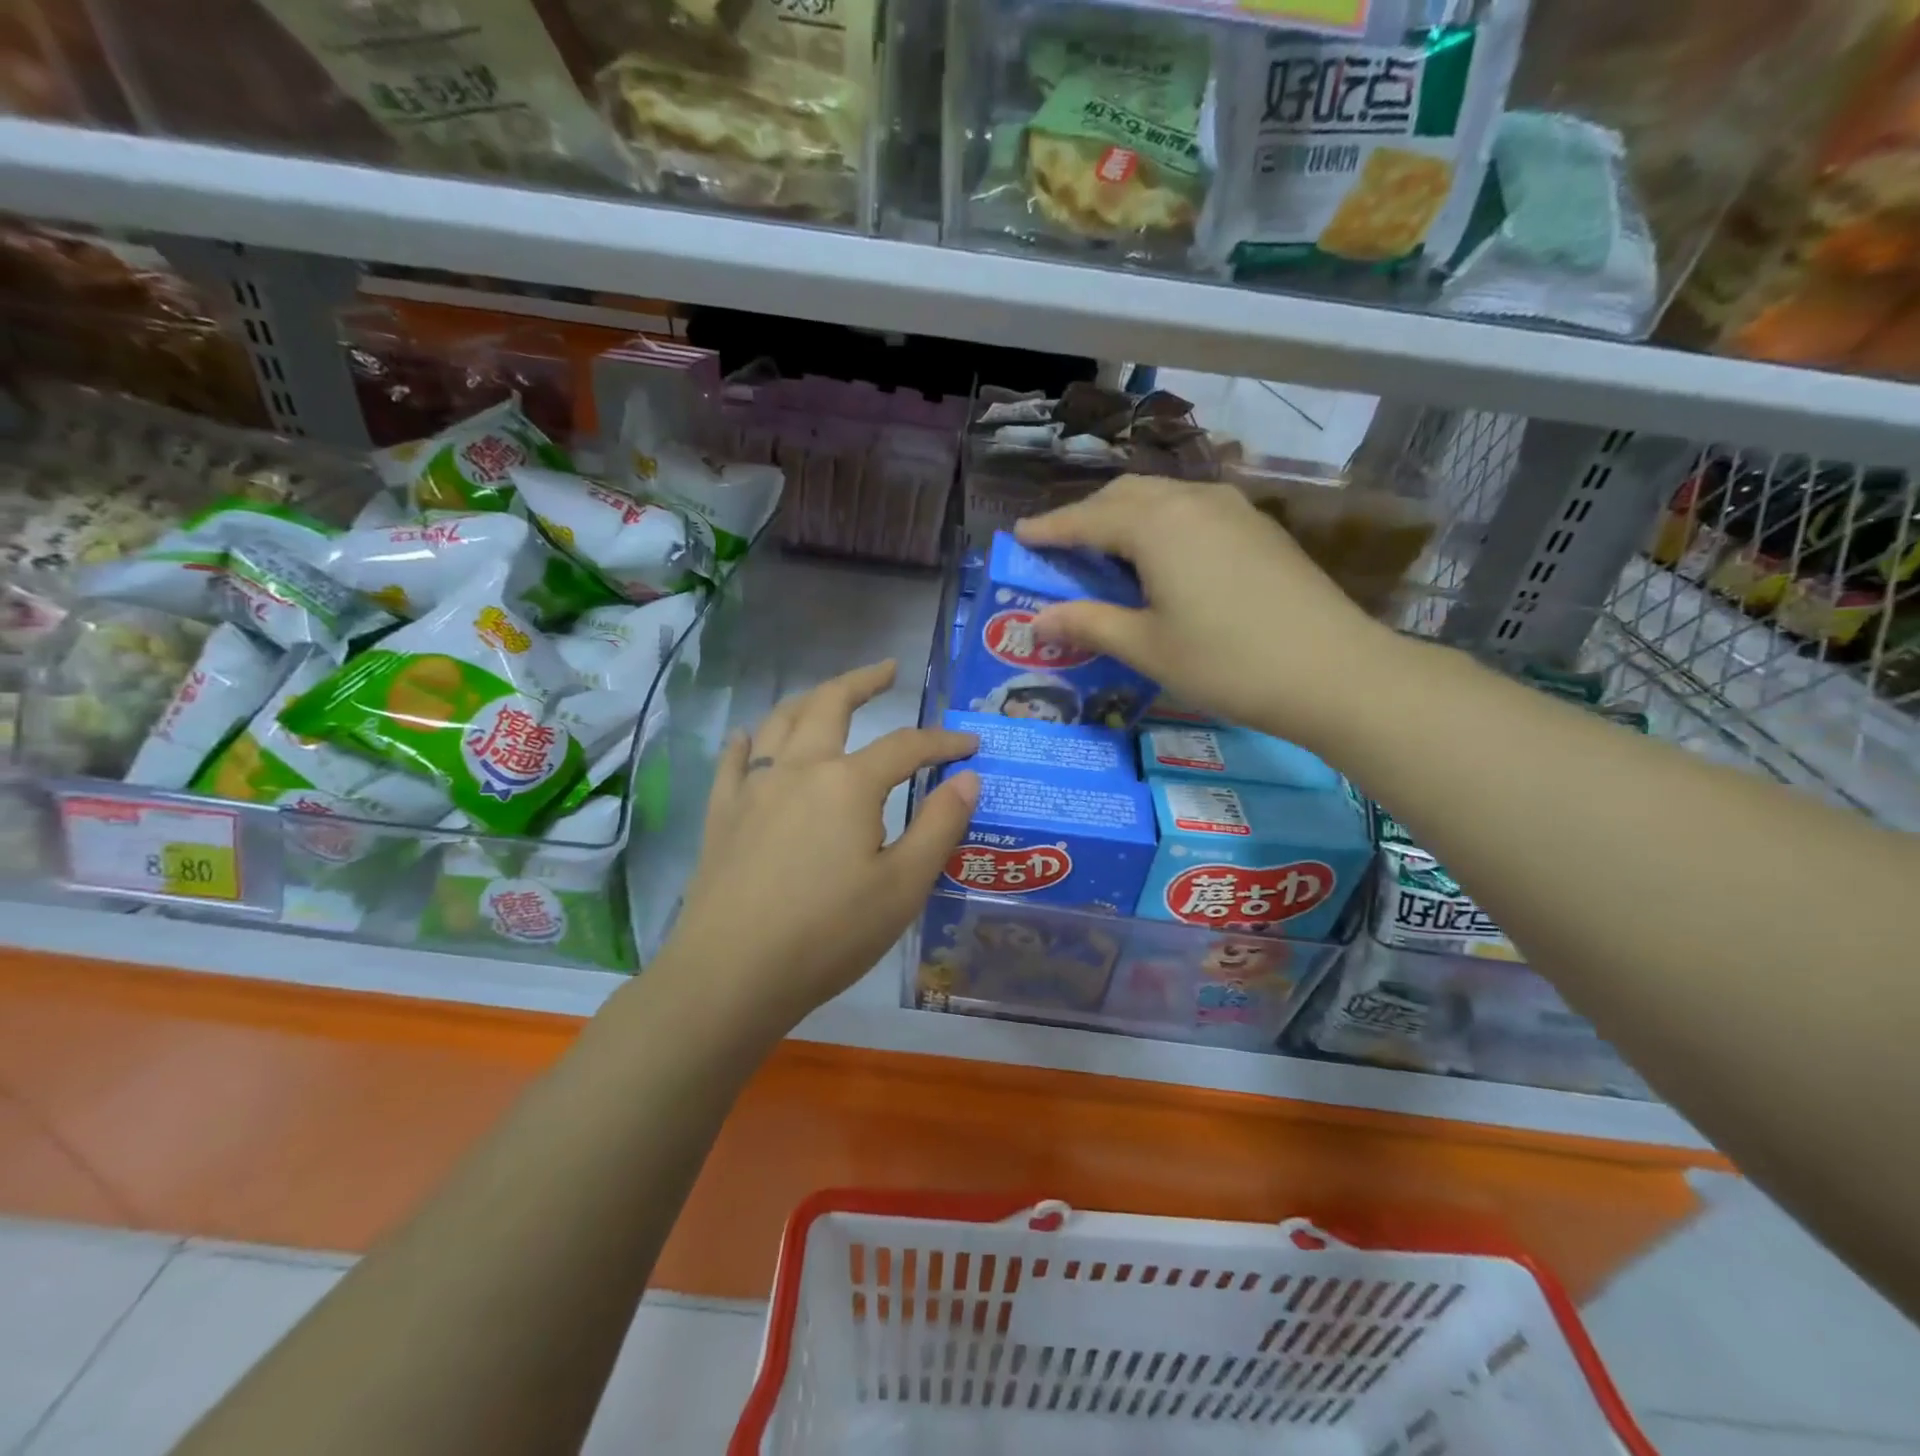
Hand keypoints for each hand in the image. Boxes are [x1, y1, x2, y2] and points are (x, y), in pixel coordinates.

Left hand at [665, 660, 979, 1030]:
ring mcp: (753, 787)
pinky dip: (747, 740)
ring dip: (810, 699)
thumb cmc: (829, 933)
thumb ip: (940, 826)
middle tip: (887, 670)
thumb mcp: (903, 886)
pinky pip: (733, 760)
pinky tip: (749, 736)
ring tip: (828, 695)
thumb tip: (968, 778)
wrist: (732, 973)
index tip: (970, 745)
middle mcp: (799, 768)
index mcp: (849, 783)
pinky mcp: (722, 813)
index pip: (907, 746)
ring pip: (780, 721)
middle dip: (863, 681)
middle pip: (831, 704)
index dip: (943, 742)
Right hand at [1015, 475, 1402, 748]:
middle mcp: (1192, 501)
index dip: (1049, 529)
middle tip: (1058, 545)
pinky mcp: (1258, 527)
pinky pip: (1192, 510)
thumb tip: (1036, 621)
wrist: (1333, 671)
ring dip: (1125, 515)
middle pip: (1124, 494)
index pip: (1087, 519)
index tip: (1018, 536)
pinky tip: (1161, 556)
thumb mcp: (1147, 648)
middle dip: (1085, 515)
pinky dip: (1160, 523)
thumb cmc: (1227, 662)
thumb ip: (1088, 624)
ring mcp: (1232, 509)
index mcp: (1156, 525)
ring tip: (1104, 548)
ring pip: (1162, 496)